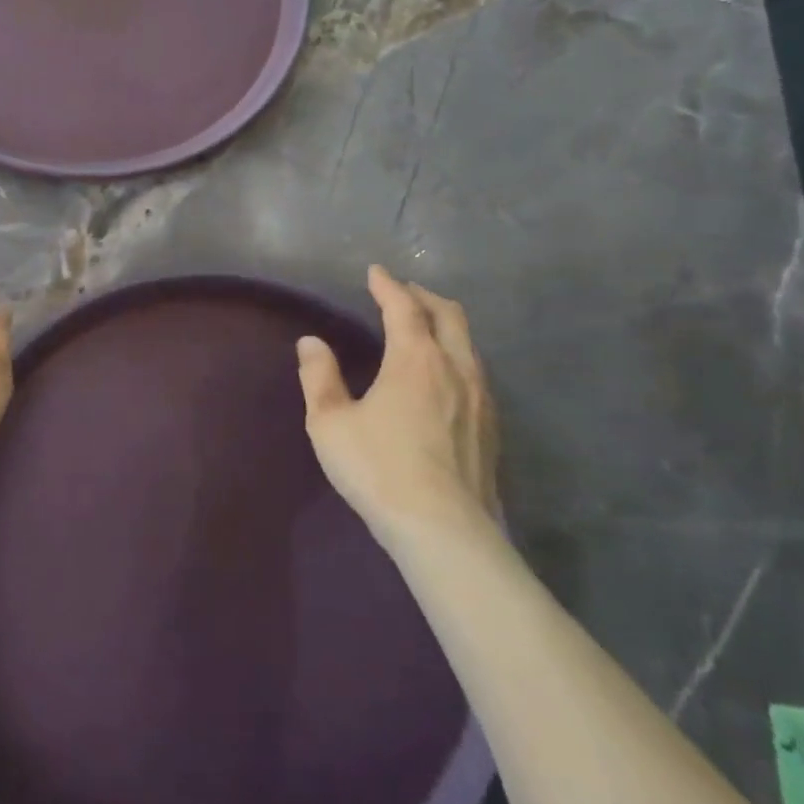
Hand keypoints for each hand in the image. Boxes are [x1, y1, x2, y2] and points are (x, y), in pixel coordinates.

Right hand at [295, 265, 497, 542]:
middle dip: (425, 297)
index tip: (375, 271)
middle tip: (404, 292)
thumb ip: (319, 377)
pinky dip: (457, 355)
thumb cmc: (379, 469)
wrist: (445, 531)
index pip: (403, 307)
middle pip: (449, 315)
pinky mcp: (492, 428)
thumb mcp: (330, 423)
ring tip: (425, 328)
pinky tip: (444, 376)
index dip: (387, 286)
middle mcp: (455, 368)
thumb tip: (311, 343)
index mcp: (416, 359)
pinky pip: (476, 372)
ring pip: (468, 344)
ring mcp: (481, 399)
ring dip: (445, 325)